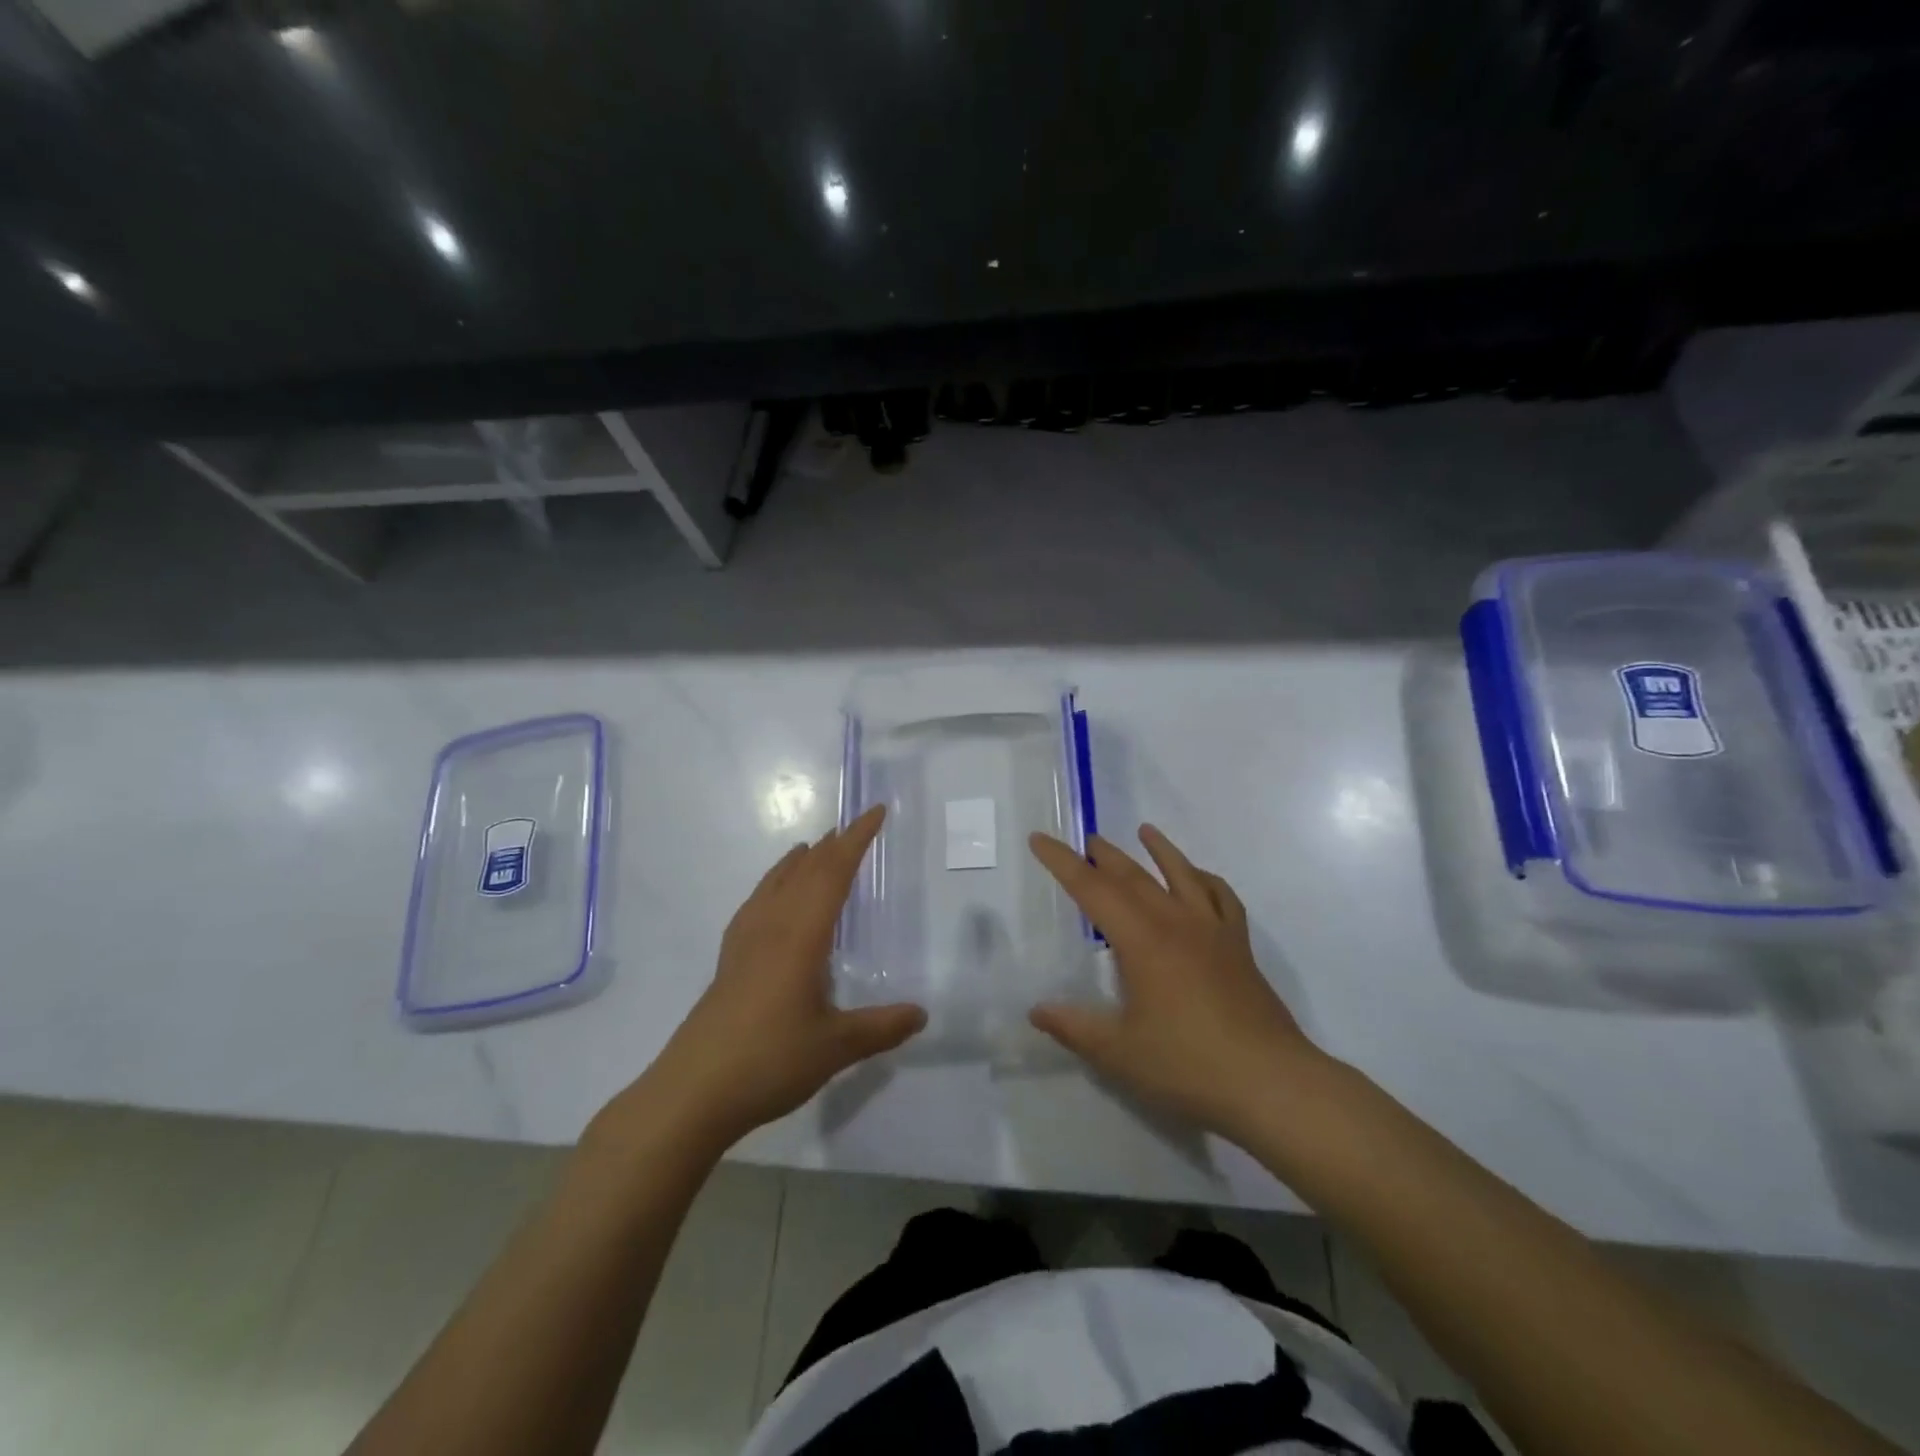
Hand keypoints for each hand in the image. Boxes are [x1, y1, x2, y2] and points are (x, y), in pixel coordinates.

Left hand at [619, 806, 925, 1150]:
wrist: (691, 1093)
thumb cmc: (769, 1061)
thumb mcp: (835, 1047)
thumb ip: (880, 1028)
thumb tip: (922, 1014)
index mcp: (800, 935)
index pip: (833, 873)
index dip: (856, 840)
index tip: (875, 812)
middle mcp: (771, 928)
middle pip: (804, 872)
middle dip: (832, 846)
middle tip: (853, 828)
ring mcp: (744, 944)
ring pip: (774, 885)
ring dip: (798, 862)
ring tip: (811, 848)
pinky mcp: (728, 963)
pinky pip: (755, 905)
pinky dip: (772, 886)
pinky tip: (770, 901)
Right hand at [1027, 825, 1320, 1138]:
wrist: (1271, 1083)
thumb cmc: (1188, 1066)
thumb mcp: (1118, 1053)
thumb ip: (1074, 1027)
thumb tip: (1037, 1011)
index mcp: (1142, 940)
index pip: (1092, 889)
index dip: (1062, 862)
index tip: (1040, 839)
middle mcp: (1176, 923)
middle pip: (1133, 876)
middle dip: (1105, 855)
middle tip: (1086, 839)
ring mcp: (1213, 932)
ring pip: (1181, 875)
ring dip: (1160, 851)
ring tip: (1145, 831)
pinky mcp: (1239, 948)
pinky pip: (1221, 898)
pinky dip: (1206, 879)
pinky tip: (1199, 878)